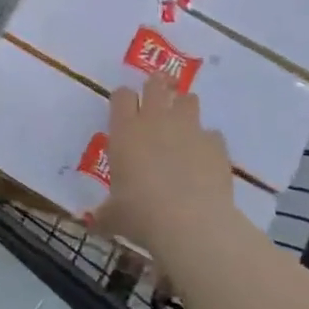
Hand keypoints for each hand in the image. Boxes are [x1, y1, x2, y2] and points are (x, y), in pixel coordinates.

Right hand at [96, 77, 244, 254]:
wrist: (190, 222)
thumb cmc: (140, 213)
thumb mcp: (114, 216)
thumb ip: (105, 213)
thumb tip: (93, 223)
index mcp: (125, 130)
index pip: (121, 96)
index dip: (123, 99)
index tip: (124, 109)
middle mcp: (156, 120)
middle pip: (156, 85)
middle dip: (156, 87)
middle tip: (156, 99)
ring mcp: (189, 129)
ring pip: (188, 100)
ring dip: (184, 108)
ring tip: (182, 125)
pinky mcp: (216, 144)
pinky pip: (212, 134)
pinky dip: (208, 142)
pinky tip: (204, 159)